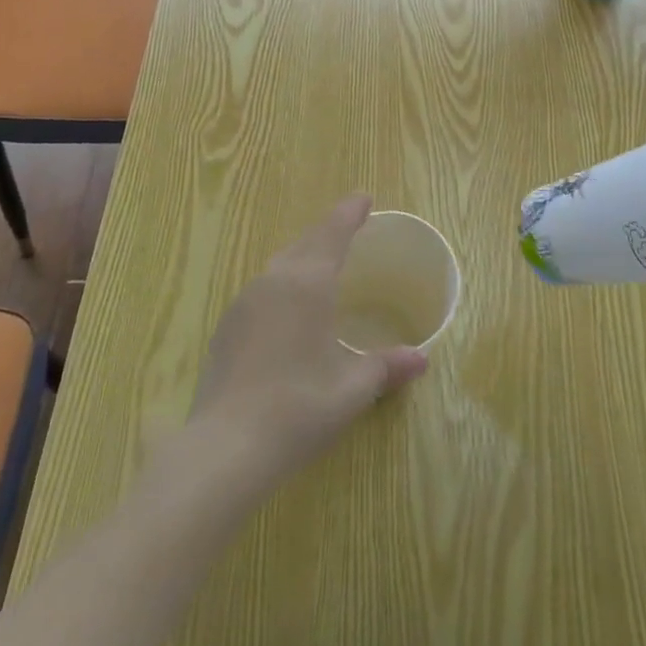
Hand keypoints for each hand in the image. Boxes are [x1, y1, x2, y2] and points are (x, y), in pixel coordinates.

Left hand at [189, 194, 427, 494]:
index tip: (363, 197)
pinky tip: (287, 312)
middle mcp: (275, 279)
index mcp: (308, 283)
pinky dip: (282, 285)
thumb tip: (421, 359)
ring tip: (320, 267)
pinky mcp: (227, 325)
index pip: (334, 232)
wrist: (224, 448)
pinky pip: (262, 289)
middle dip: (328, 232)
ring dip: (303, 257)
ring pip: (280, 264)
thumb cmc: (298, 409)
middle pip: (306, 242)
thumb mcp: (351, 389)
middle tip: (349, 228)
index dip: (350, 212)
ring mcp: (245, 301)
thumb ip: (386, 367)